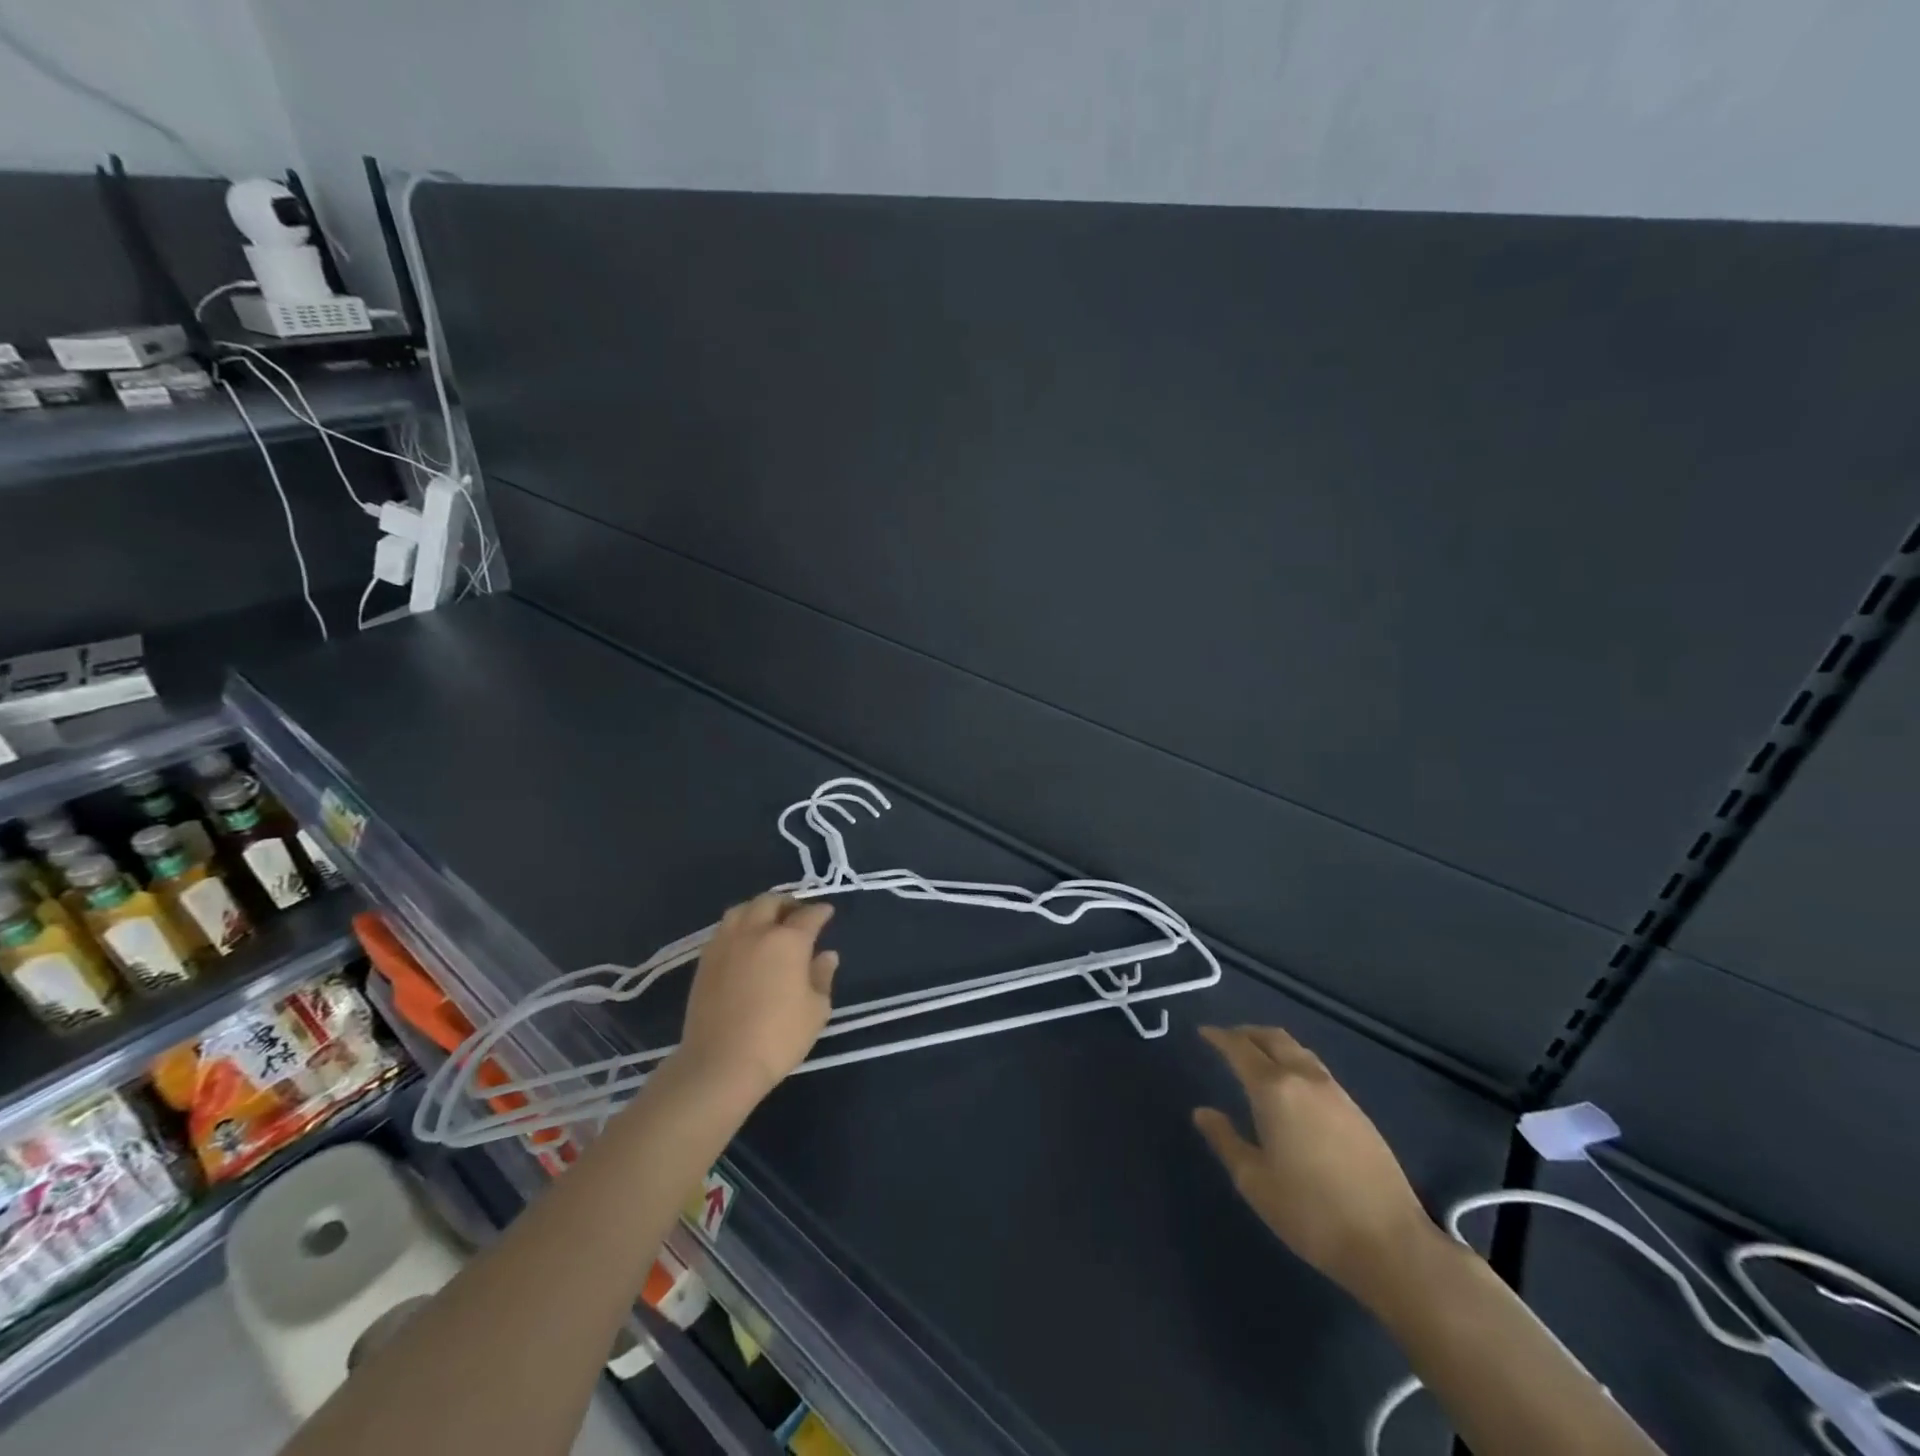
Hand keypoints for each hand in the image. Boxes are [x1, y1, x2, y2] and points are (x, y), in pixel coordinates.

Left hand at [675, 893, 839, 1100]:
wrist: (720, 1063)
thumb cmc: (778, 1037)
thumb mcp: (816, 1010)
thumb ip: (822, 977)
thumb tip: (826, 955)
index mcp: (788, 941)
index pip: (808, 915)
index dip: (821, 911)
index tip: (827, 912)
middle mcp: (755, 932)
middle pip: (770, 902)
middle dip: (788, 903)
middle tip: (798, 914)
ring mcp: (725, 943)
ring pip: (742, 909)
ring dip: (759, 909)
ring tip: (768, 922)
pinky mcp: (705, 960)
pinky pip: (724, 929)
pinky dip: (739, 926)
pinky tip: (744, 941)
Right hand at [1194, 1024, 1434, 1304]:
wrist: (1391, 1244)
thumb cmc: (1310, 1212)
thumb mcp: (1254, 1181)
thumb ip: (1225, 1140)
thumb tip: (1202, 1112)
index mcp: (1274, 1089)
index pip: (1240, 1049)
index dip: (1219, 1037)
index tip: (1203, 1032)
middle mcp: (1305, 1079)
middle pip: (1273, 1038)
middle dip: (1247, 1033)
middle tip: (1227, 1039)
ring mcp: (1336, 1093)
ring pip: (1298, 1050)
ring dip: (1273, 1045)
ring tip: (1257, 1057)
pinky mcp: (1357, 1111)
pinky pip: (1316, 1069)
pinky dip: (1294, 1062)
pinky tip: (1291, 1086)